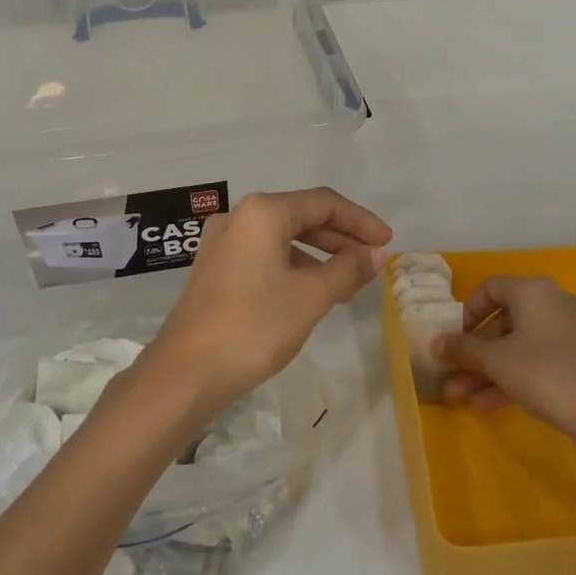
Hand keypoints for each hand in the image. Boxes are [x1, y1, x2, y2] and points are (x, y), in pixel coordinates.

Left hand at [142, 189, 392, 424]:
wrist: (188, 371)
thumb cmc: (255, 326)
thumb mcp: (311, 297)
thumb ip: (348, 269)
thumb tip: (375, 254)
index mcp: (262, 212)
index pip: (323, 203)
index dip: (360, 220)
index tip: (387, 242)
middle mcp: (239, 217)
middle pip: (301, 216)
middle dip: (341, 237)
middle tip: (372, 261)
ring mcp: (222, 242)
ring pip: (282, 237)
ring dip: (318, 254)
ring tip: (348, 283)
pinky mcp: (215, 267)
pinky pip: (263, 254)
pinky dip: (293, 266)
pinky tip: (311, 292)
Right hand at [435, 275, 575, 457]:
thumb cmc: (546, 373)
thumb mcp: (496, 361)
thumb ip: (463, 349)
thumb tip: (435, 343)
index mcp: (534, 291)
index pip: (490, 288)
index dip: (466, 312)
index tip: (454, 339)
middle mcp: (554, 303)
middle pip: (503, 321)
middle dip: (474, 352)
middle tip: (452, 375)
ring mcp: (571, 333)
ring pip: (519, 346)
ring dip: (489, 370)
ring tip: (463, 397)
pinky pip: (538, 360)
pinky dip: (513, 377)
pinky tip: (489, 404)